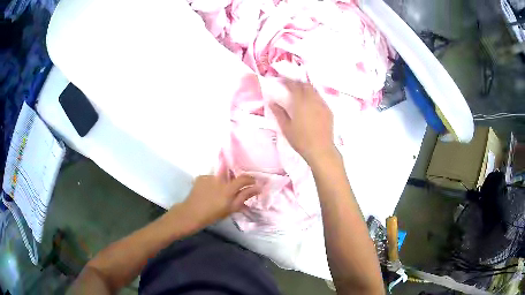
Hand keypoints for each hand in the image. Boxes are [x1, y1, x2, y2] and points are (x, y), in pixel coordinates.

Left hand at [177, 173, 259, 227]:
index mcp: (228, 188)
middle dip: (234, 181)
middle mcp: (220, 179)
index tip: (253, 182)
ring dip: (222, 183)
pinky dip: (212, 184)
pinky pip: (211, 178)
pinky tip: (209, 192)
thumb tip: (257, 188)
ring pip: (221, 177)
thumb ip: (244, 196)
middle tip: (233, 190)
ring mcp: (209, 177)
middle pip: (232, 176)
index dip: (250, 179)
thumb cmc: (214, 214)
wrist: (192, 213)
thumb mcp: (232, 208)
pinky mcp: (201, 177)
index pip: (243, 178)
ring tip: (217, 193)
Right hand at [269, 80, 336, 163]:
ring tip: (300, 91)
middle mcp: (313, 100)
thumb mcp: (286, 128)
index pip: (293, 85)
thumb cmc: (301, 140)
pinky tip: (310, 102)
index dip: (287, 80)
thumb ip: (279, 113)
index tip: (281, 79)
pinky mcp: (328, 111)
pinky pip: (320, 98)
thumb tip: (272, 102)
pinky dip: (313, 96)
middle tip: (290, 84)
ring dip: (306, 87)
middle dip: (297, 82)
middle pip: (305, 85)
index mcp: (300, 102)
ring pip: (314, 90)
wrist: (321, 150)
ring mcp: (322, 105)